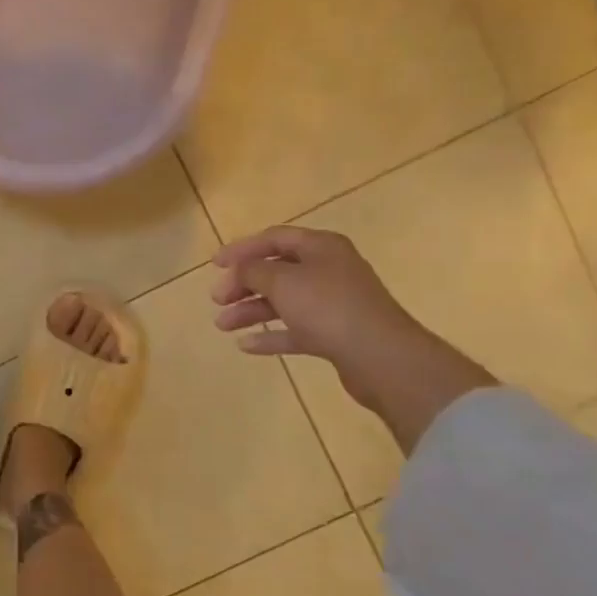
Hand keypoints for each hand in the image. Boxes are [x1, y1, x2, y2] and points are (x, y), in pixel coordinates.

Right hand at [211, 226, 493, 449]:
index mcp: (321, 247)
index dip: (242, 248)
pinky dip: (271, 334)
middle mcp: (329, 270)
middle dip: (243, 283)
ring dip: (251, 310)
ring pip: (283, 302)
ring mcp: (334, 304)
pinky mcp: (336, 335)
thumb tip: (241, 270)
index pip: (274, 238)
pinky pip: (296, 330)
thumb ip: (254, 270)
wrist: (381, 357)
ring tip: (222, 325)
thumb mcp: (282, 281)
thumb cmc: (328, 307)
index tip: (214, 264)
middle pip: (277, 270)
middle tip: (217, 298)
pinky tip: (245, 345)